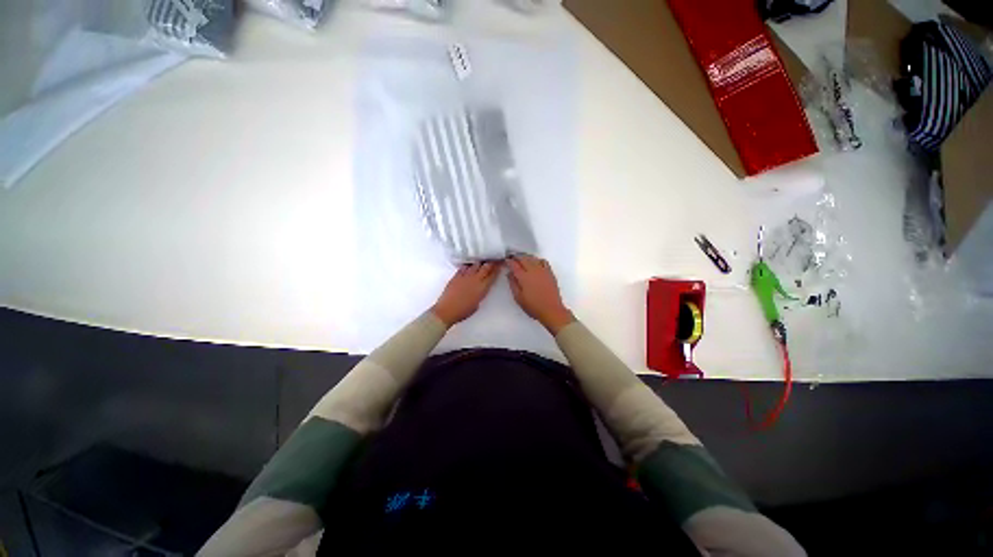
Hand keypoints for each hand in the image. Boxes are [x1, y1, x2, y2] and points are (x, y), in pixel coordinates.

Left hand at [431, 262, 501, 326]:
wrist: (447, 310)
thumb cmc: (463, 311)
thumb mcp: (477, 303)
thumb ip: (481, 293)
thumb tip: (481, 288)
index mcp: (482, 288)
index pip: (493, 275)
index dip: (498, 268)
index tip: (500, 263)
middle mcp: (476, 279)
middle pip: (486, 267)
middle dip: (491, 262)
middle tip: (494, 259)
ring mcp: (466, 276)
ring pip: (476, 264)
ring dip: (480, 262)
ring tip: (483, 261)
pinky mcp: (456, 275)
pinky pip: (464, 267)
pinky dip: (468, 265)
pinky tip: (470, 265)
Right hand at [507, 255, 574, 334]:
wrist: (552, 310)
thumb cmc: (533, 306)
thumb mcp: (518, 298)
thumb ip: (513, 284)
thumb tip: (509, 274)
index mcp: (524, 277)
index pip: (514, 265)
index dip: (509, 261)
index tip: (506, 260)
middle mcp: (533, 271)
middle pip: (523, 259)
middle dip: (516, 257)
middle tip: (512, 257)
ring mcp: (543, 270)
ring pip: (533, 258)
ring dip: (526, 257)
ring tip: (521, 259)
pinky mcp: (550, 272)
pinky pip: (543, 261)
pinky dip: (537, 259)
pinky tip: (535, 262)